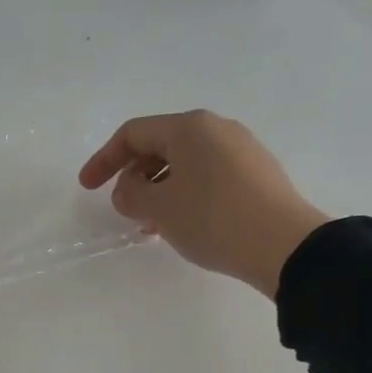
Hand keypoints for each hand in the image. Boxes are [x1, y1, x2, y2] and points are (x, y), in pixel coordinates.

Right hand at [78, 110, 329, 297]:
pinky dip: (183, 193)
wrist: (284, 245)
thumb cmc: (213, 219)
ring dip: (158, 188)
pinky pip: (206, 175)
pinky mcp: (255, 173)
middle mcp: (216, 129)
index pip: (133, 134)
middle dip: (133, 175)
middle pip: (160, 145)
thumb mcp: (159, 208)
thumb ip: (130, 194)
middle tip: (123, 208)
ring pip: (184, 163)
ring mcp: (241, 149)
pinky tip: (181, 222)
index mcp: (189, 127)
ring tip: (150, 223)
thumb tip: (128, 190)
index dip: (104, 159)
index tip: (87, 187)